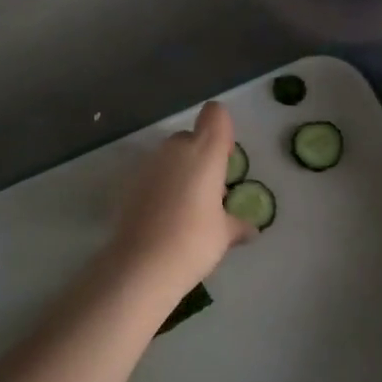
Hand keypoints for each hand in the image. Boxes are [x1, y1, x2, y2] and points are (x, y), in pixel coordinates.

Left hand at [107, 101, 254, 296]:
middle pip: (191, 137)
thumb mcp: (224, 234)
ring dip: (180, 172)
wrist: (141, 265)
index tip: (225, 159)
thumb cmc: (194, 241)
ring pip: (170, 156)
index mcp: (205, 152)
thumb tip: (251, 229)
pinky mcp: (129, 183)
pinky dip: (161, 187)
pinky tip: (166, 217)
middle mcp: (175, 149)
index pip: (216, 115)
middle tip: (210, 191)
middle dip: (201, 156)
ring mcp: (149, 164)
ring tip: (188, 207)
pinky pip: (153, 175)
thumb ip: (237, 224)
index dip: (222, 131)